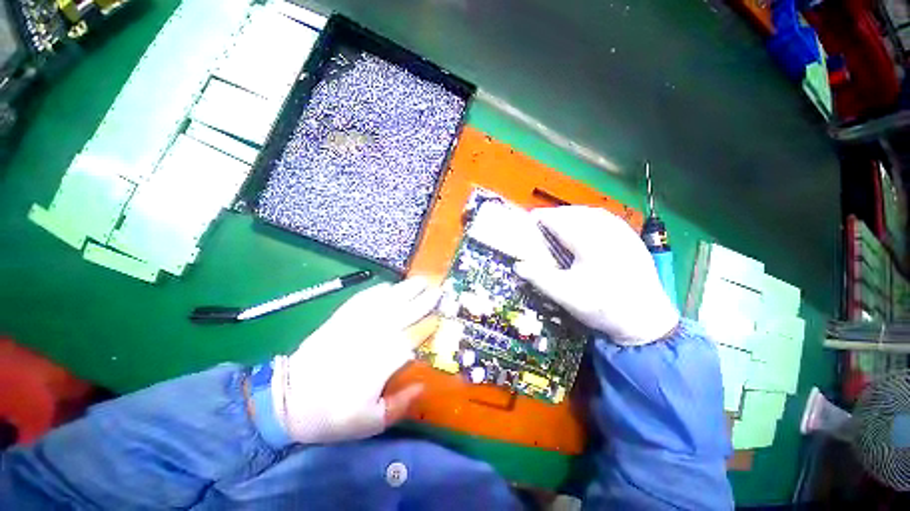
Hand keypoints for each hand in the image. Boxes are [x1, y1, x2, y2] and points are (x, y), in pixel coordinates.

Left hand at [271, 277, 440, 443]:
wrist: (289, 398)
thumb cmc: (332, 414)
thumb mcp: (369, 423)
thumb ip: (400, 405)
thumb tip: (423, 386)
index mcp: (382, 360)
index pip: (413, 336)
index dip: (429, 325)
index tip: (440, 317)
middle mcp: (373, 336)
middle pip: (405, 312)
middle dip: (424, 300)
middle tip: (438, 289)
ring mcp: (356, 323)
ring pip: (388, 301)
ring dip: (406, 289)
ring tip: (421, 280)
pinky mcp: (341, 318)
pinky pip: (364, 298)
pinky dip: (379, 290)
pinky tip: (389, 286)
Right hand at [515, 206, 678, 344]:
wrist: (646, 321)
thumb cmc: (604, 307)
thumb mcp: (567, 296)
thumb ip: (540, 279)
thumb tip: (518, 265)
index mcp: (590, 243)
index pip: (561, 221)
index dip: (542, 217)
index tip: (529, 219)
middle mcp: (608, 232)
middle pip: (577, 213)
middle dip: (557, 214)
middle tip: (541, 221)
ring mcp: (624, 233)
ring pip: (593, 212)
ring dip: (573, 213)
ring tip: (560, 220)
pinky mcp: (632, 239)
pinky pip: (608, 218)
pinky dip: (591, 217)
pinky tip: (586, 226)